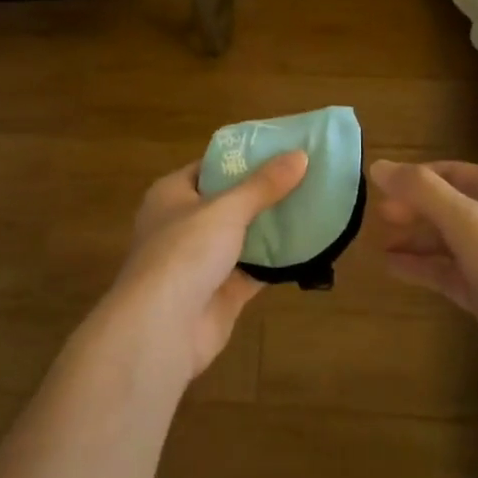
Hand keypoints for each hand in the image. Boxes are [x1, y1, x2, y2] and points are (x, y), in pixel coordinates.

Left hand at [103, 151, 308, 381]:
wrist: (162, 328)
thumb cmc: (184, 252)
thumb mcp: (226, 209)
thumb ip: (264, 185)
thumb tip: (301, 155)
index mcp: (172, 194)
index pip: (210, 167)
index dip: (243, 158)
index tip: (281, 149)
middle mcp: (184, 225)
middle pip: (229, 202)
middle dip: (264, 193)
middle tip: (306, 176)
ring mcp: (201, 262)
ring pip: (243, 237)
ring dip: (273, 227)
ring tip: (314, 205)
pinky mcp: (220, 293)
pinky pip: (254, 270)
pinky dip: (277, 262)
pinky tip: (309, 247)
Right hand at [369, 160, 477, 406]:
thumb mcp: (467, 223)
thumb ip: (422, 192)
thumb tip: (378, 165)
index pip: (448, 172)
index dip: (413, 178)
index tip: (377, 188)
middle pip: (447, 204)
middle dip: (412, 209)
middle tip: (376, 218)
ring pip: (447, 239)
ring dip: (414, 238)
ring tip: (379, 243)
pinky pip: (449, 270)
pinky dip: (423, 266)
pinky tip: (393, 267)